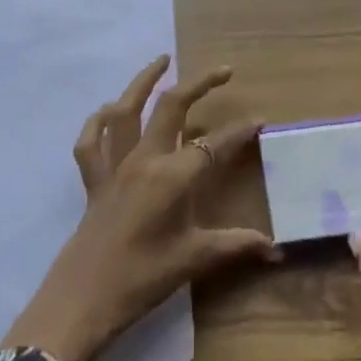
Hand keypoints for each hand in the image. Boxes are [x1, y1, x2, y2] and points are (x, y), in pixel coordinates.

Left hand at [3, 56, 277, 360]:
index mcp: (173, 176)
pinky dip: (97, 121)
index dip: (239, 132)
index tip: (259, 121)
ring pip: (126, 110)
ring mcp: (114, 166)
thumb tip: (277, 251)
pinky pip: (90, 141)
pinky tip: (108, 110)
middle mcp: (144, 159)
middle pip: (172, 107)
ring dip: (143, 81)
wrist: (84, 299)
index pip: (215, 145)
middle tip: (223, 71)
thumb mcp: (195, 259)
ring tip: (162, 60)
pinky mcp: (93, 179)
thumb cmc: (144, 278)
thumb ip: (237, 246)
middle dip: (199, 84)